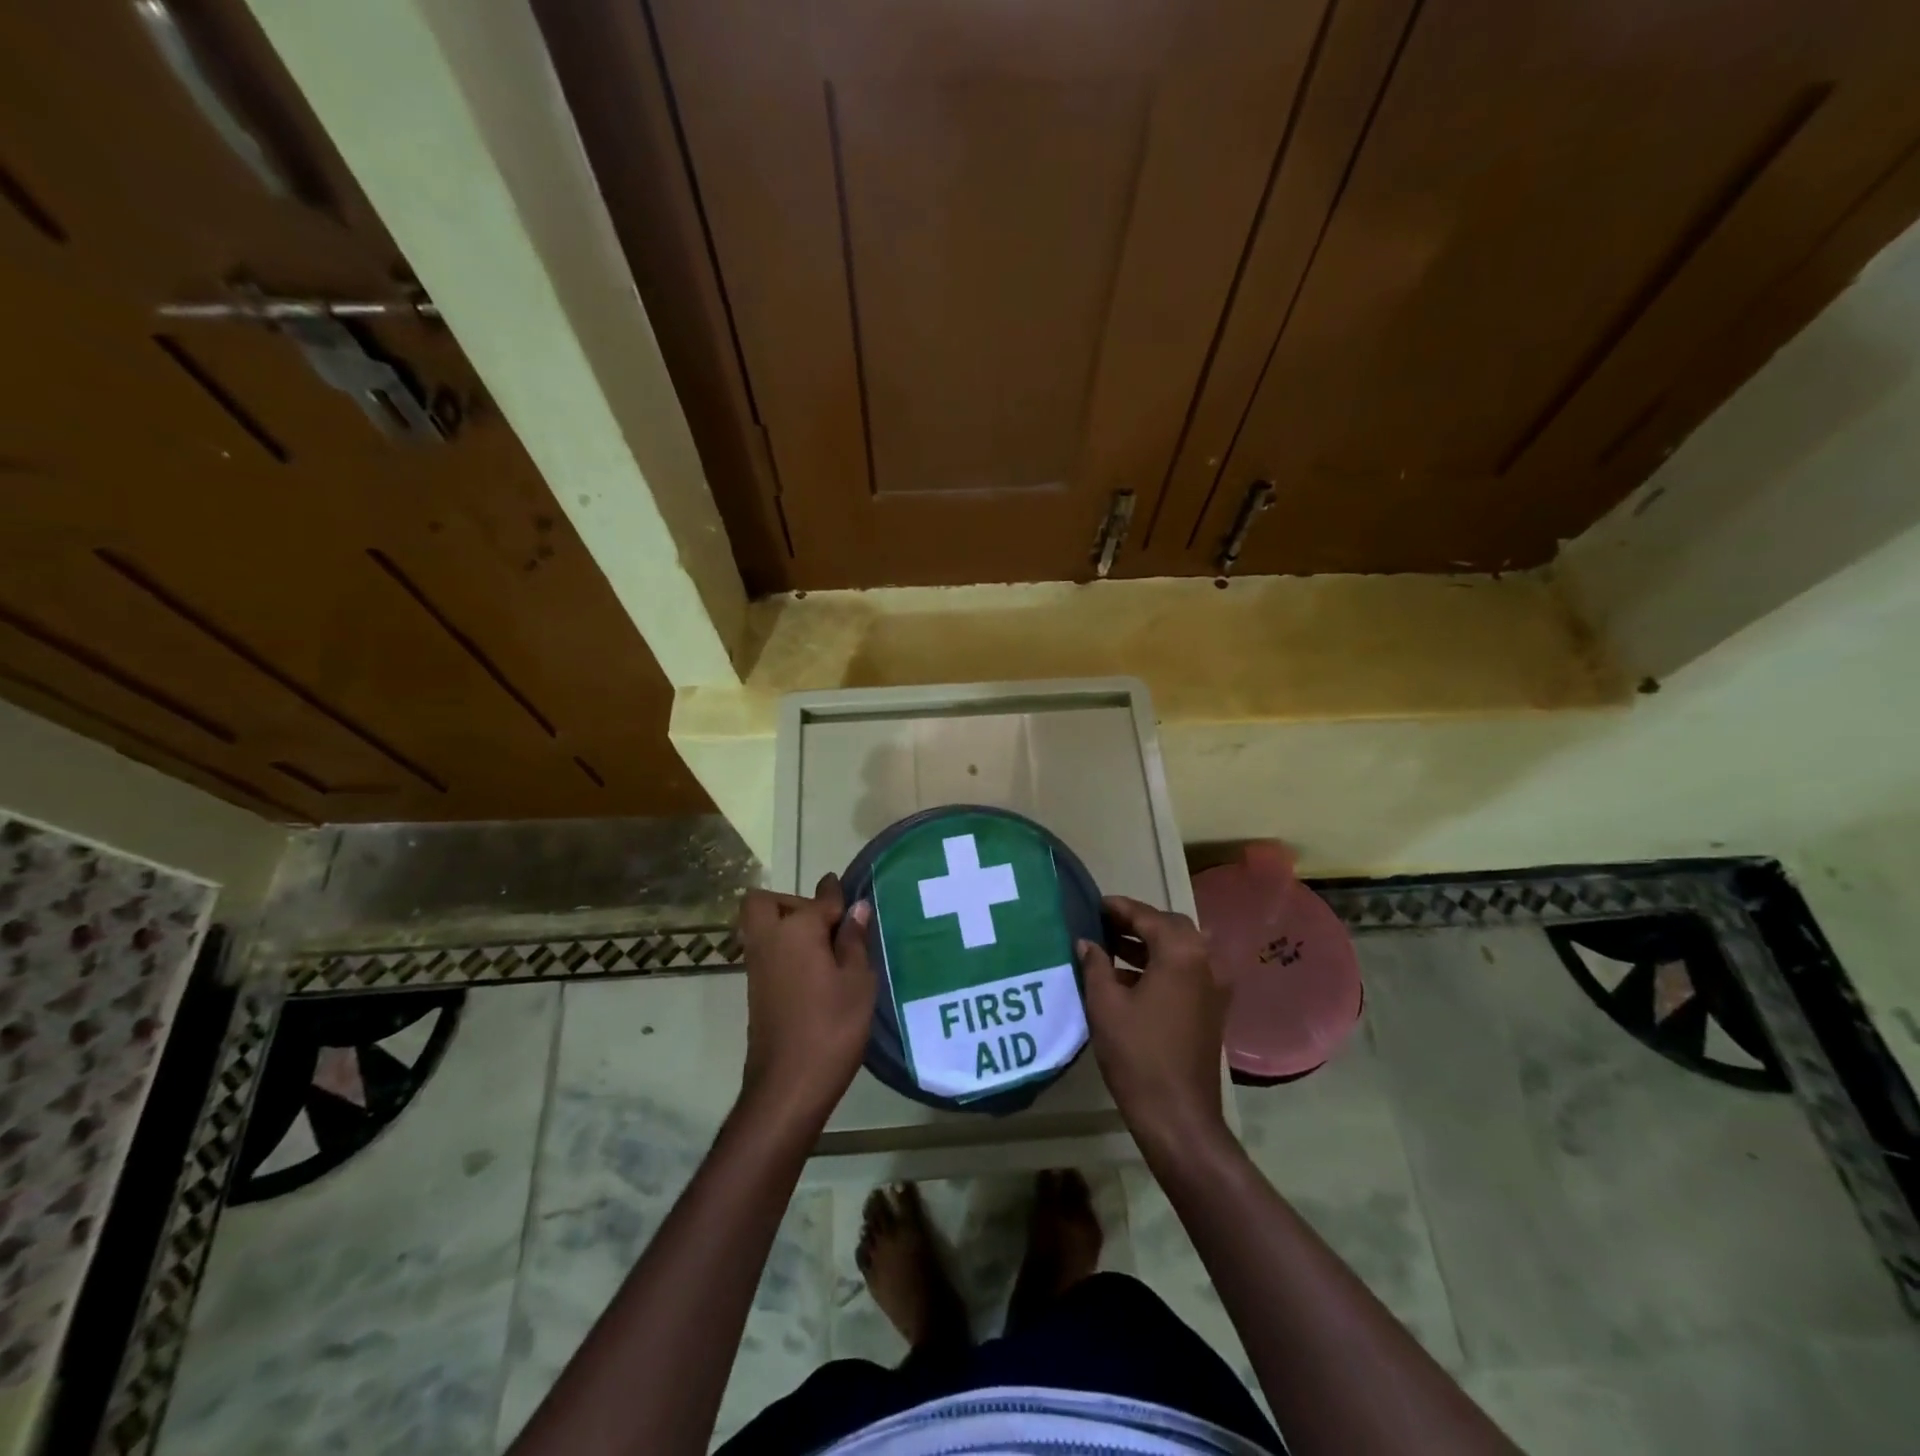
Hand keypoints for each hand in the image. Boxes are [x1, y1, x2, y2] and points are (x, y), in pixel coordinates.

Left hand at [738, 874, 874, 1123]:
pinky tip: (817, 972)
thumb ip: (854, 940)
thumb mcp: (858, 981)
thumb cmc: (832, 1027)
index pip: (819, 898)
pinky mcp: (756, 990)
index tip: (851, 896)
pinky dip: (786, 950)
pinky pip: (767, 952)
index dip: (837, 895)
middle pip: (766, 903)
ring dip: (788, 927)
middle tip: (825, 924)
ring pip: (763, 927)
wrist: (788, 1085)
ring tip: (828, 950)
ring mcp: (757, 966)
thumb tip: (856, 907)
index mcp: (797, 930)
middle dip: (792, 903)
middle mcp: (769, 940)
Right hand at [1079, 896, 1230, 1153]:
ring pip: (1180, 949)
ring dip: (1148, 944)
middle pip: (1169, 927)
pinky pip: (1187, 971)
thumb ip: (1095, 964)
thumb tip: (1086, 942)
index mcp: (1182, 953)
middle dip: (1136, 922)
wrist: (1177, 1115)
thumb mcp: (1105, 1004)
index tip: (1093, 904)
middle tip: (1102, 925)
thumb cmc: (1137, 1054)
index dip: (1118, 908)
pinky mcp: (1212, 1008)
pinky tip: (1129, 978)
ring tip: (1110, 947)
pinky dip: (1161, 965)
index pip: (1147, 916)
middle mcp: (1206, 961)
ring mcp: (1214, 986)